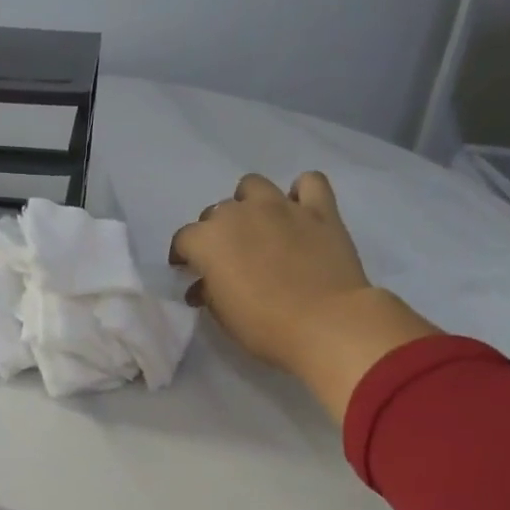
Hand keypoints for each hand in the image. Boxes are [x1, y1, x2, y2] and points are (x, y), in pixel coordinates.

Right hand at [169, 172, 437, 423]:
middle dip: (216, 232)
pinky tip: (300, 211)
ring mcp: (281, 206)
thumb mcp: (222, 315)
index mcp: (208, 239)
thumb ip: (208, 291)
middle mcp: (240, 213)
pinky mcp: (320, 210)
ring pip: (254, 186)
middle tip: (227, 256)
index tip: (188, 271)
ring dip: (249, 202)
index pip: (183, 239)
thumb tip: (203, 285)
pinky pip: (309, 183)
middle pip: (217, 212)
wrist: (326, 324)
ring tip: (258, 225)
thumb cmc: (264, 326)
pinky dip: (302, 193)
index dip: (183, 255)